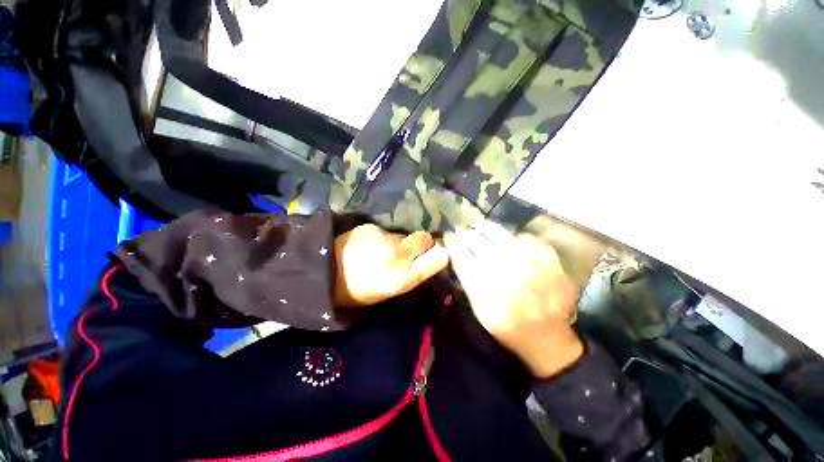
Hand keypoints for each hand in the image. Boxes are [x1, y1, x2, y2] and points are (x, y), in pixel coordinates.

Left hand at [333, 224, 449, 306]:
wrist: (324, 274)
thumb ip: (413, 274)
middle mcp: (397, 255)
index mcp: (403, 278)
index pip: (437, 258)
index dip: (438, 255)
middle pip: (425, 238)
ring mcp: (383, 238)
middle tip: (409, 248)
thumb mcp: (390, 291)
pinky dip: (381, 236)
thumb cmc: (359, 291)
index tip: (434, 254)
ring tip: (380, 250)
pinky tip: (367, 243)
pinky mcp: (370, 227)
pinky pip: (385, 230)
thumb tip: (431, 258)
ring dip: (398, 240)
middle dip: (422, 242)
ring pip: (403, 234)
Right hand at [444, 219, 583, 377]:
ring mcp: (529, 262)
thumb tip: (457, 253)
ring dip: (484, 228)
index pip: (462, 256)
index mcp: (486, 290)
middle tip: (463, 231)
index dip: (453, 242)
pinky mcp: (547, 257)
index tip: (449, 236)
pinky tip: (507, 241)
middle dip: (466, 234)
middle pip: (477, 242)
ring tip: (478, 226)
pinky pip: (523, 236)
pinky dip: (511, 236)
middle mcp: (506, 272)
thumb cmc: (508, 326)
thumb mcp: (480, 312)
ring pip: (499, 234)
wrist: (549, 336)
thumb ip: (468, 281)